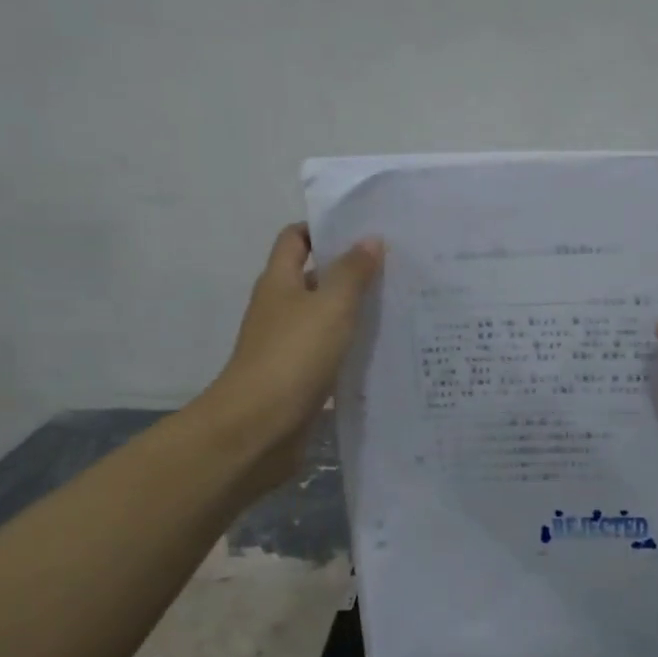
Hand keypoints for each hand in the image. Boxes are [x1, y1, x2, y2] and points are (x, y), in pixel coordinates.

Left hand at [207, 223, 383, 493]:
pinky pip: (328, 355)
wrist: (259, 426)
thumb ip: (352, 273)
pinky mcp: (298, 379)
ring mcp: (286, 346)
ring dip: (353, 314)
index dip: (323, 230)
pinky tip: (381, 353)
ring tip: (398, 308)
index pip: (295, 239)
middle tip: (395, 270)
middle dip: (349, 272)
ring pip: (324, 319)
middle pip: (313, 279)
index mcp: (279, 282)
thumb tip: (370, 239)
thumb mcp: (330, 307)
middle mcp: (279, 309)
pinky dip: (350, 350)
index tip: (363, 231)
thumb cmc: (293, 356)